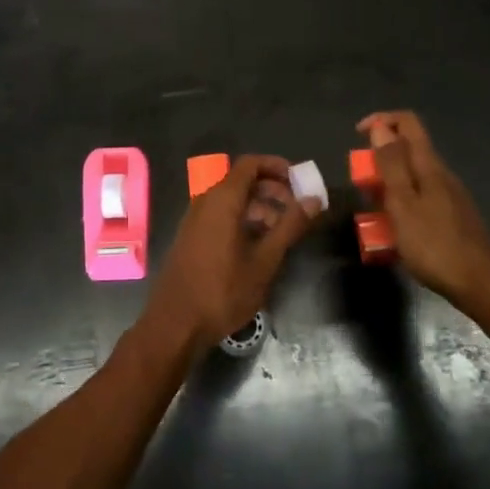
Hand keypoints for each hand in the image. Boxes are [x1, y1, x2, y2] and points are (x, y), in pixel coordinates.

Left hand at [144, 156, 320, 350]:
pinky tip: (259, 246)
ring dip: (260, 208)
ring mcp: (196, 219)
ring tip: (283, 232)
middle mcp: (206, 201)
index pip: (250, 164)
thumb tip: (313, 199)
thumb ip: (290, 226)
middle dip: (273, 189)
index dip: (276, 166)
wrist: (175, 324)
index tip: (300, 181)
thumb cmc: (223, 291)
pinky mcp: (192, 237)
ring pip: (233, 201)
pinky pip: (221, 216)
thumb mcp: (265, 260)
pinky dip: (243, 220)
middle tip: (298, 209)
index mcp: (222, 199)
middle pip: (242, 181)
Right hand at [357, 112, 489, 308]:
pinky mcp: (451, 217)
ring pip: (412, 176)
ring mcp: (449, 196)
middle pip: (408, 149)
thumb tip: (379, 127)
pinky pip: (420, 199)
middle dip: (379, 159)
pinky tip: (395, 232)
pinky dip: (401, 205)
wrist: (481, 284)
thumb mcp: (403, 204)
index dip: (381, 120)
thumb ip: (391, 165)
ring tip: (372, 211)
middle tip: (362, 185)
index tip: (357, 136)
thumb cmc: (435, 244)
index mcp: (428, 165)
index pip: (407, 122)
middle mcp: (441, 174)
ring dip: (388, 185)